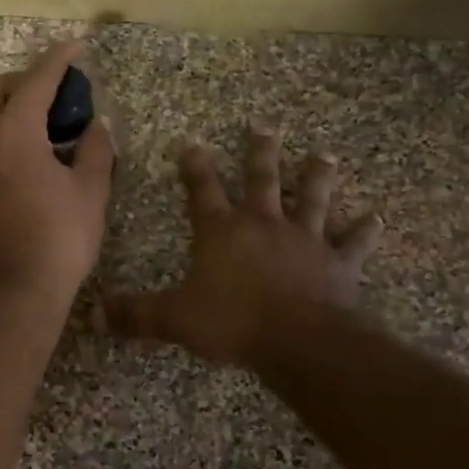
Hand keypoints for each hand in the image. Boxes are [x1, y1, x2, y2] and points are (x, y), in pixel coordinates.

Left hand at [0, 41, 114, 310]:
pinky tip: (17, 179)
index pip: (35, 83)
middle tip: (46, 92)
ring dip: (3, 120)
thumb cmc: (60, 241)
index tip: (75, 47)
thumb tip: (97, 125)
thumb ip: (95, 150)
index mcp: (14, 136)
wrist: (12, 296)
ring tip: (37, 139)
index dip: (58, 60)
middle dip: (16, 81)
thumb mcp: (91, 193)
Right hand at [104, 127, 381, 367]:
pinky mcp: (337, 263)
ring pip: (313, 199)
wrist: (298, 340)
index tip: (191, 142)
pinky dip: (364, 231)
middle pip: (262, 180)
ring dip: (318, 177)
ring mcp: (304, 240)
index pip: (202, 190)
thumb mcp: (174, 319)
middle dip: (260, 153)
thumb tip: (93, 317)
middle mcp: (263, 224)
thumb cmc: (232, 322)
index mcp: (221, 232)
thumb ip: (135, 315)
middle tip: (264, 128)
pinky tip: (375, 218)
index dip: (194, 166)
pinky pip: (353, 243)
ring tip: (325, 155)